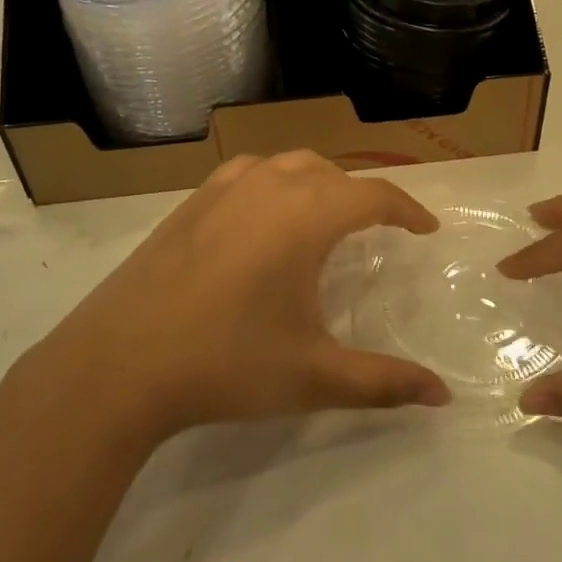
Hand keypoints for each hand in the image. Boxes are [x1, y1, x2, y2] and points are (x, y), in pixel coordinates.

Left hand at [41, 152, 450, 444]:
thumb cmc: (226, 363)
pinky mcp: (192, 200)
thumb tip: (442, 396)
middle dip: (365, 197)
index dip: (408, 209)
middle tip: (381, 231)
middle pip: (334, 174)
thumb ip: (384, 383)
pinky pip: (251, 173)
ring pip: (290, 165)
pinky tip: (265, 217)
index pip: (374, 195)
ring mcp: (224, 187)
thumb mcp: (313, 376)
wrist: (118, 363)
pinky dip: (277, 183)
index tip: (426, 229)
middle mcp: (270, 185)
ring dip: (321, 184)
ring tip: (328, 218)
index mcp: (306, 215)